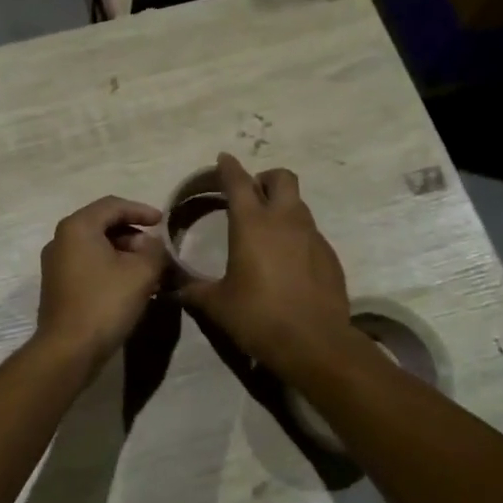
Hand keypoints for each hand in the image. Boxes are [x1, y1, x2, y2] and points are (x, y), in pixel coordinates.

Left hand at [34, 196, 169, 367]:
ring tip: (149, 271)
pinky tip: (130, 286)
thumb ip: (154, 250)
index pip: (113, 205)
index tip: (163, 222)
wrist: (68, 350)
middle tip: (156, 251)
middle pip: (102, 225)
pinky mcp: (57, 286)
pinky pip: (88, 265)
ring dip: (124, 254)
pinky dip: (110, 268)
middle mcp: (61, 239)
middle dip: (134, 235)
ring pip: (96, 247)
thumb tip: (153, 244)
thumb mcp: (142, 273)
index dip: (141, 210)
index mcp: (77, 227)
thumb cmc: (105, 303)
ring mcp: (55, 264)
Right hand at [176, 153, 351, 374]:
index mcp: (252, 224)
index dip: (228, 167)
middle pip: (281, 178)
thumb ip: (193, 289)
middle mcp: (285, 220)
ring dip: (282, 207)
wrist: (315, 343)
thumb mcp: (217, 305)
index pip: (238, 181)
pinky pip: (310, 233)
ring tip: (266, 231)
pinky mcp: (329, 256)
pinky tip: (287, 262)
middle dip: (265, 179)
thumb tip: (173, 286)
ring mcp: (312, 236)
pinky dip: (296, 236)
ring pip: (298, 205)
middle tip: (251, 195)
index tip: (223, 159)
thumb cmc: (258, 317)